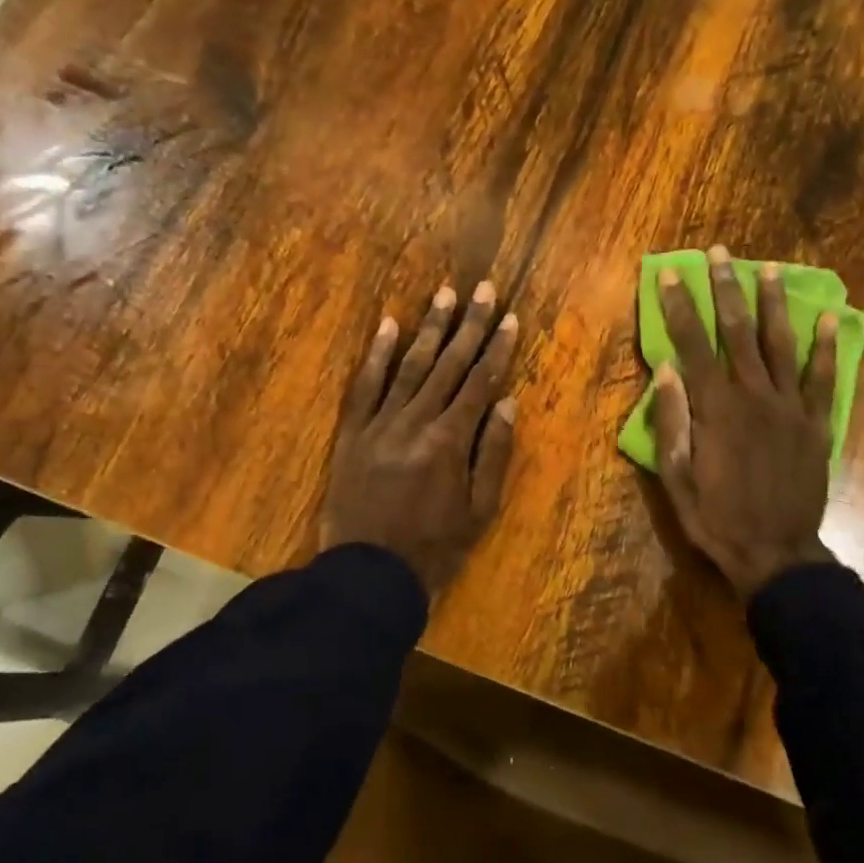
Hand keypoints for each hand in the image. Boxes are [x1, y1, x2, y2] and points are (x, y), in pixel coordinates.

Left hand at [321, 281, 518, 593]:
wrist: (368, 573)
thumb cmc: (433, 548)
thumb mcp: (479, 511)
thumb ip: (493, 454)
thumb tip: (507, 403)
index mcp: (450, 441)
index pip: (480, 383)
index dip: (498, 349)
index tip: (511, 318)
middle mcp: (416, 421)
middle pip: (448, 365)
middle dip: (469, 325)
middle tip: (484, 289)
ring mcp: (380, 424)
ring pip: (409, 367)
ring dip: (428, 328)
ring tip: (444, 294)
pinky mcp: (352, 433)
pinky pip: (364, 386)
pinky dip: (377, 355)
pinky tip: (389, 324)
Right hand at [653, 245, 838, 597]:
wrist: (774, 552)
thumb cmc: (715, 517)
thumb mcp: (676, 476)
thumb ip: (672, 420)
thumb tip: (666, 369)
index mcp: (714, 409)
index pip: (692, 345)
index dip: (680, 307)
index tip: (672, 275)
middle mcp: (753, 396)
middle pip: (737, 332)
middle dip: (725, 289)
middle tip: (720, 254)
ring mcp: (790, 408)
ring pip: (780, 344)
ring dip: (773, 304)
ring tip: (768, 270)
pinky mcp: (817, 424)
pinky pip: (823, 378)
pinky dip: (826, 348)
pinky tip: (829, 319)